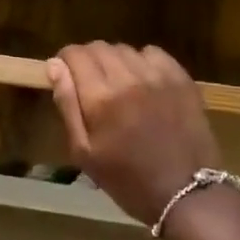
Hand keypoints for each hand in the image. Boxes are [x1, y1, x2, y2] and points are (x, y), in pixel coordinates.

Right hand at [47, 42, 222, 226]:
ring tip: (118, 85)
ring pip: (126, 49)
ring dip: (115, 61)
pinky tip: (144, 82)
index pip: (74, 54)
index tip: (66, 75)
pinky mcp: (181, 78)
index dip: (65, 61)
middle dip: (88, 60)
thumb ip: (67, 105)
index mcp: (100, 97)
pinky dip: (143, 61)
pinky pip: (154, 53)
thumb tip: (55, 66)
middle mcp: (128, 77)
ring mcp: (158, 75)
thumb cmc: (127, 179)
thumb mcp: (85, 152)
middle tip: (90, 84)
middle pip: (99, 47)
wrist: (185, 192)